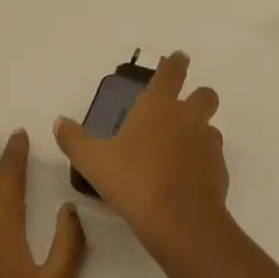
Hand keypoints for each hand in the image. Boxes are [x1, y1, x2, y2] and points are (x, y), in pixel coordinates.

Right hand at [54, 51, 229, 255]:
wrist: (179, 220)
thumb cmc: (133, 181)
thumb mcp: (93, 161)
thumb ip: (74, 140)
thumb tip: (59, 122)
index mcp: (158, 107)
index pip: (171, 73)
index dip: (175, 63)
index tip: (179, 57)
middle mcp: (188, 118)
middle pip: (205, 95)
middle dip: (198, 96)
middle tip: (182, 108)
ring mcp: (208, 143)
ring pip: (211, 126)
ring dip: (199, 131)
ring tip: (179, 150)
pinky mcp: (219, 169)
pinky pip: (213, 157)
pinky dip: (202, 162)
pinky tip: (186, 179)